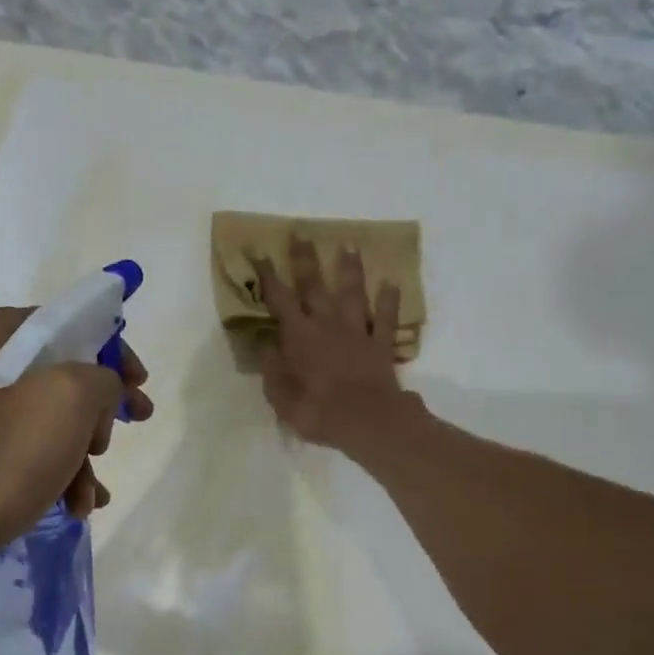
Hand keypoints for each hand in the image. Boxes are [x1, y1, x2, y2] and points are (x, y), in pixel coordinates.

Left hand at [0, 305, 152, 565]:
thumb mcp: (67, 399)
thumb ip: (102, 377)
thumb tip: (102, 391)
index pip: (68, 324)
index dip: (113, 353)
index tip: (140, 386)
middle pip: (60, 377)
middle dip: (96, 416)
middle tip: (109, 443)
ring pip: (46, 422)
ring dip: (80, 458)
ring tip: (89, 497)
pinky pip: (24, 452)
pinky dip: (54, 475)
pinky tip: (73, 506)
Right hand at [256, 238, 414, 453]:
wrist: (366, 420)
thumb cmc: (316, 410)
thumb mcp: (280, 396)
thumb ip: (272, 368)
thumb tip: (266, 346)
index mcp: (299, 336)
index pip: (279, 300)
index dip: (268, 278)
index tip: (261, 255)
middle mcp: (327, 325)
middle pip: (315, 286)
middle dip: (306, 260)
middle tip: (302, 234)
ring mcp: (357, 332)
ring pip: (353, 294)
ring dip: (350, 269)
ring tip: (349, 245)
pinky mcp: (380, 345)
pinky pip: (386, 319)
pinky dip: (389, 301)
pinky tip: (392, 283)